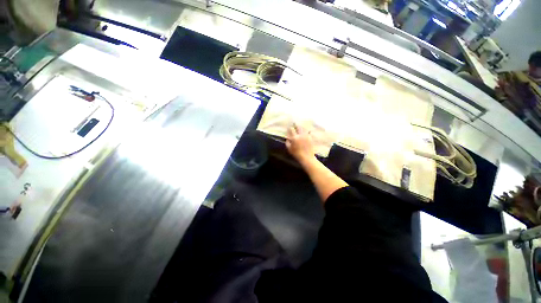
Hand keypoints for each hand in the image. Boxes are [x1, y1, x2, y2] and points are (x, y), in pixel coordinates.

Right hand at [286, 124, 314, 162]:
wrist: (307, 157)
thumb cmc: (296, 154)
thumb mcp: (289, 149)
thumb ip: (287, 142)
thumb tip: (287, 138)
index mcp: (294, 138)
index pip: (291, 129)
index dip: (290, 128)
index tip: (289, 127)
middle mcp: (300, 135)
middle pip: (298, 127)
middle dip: (296, 125)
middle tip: (294, 123)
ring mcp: (306, 136)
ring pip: (303, 128)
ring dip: (301, 127)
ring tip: (300, 126)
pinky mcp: (310, 138)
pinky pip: (308, 132)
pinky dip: (307, 130)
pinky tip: (306, 130)